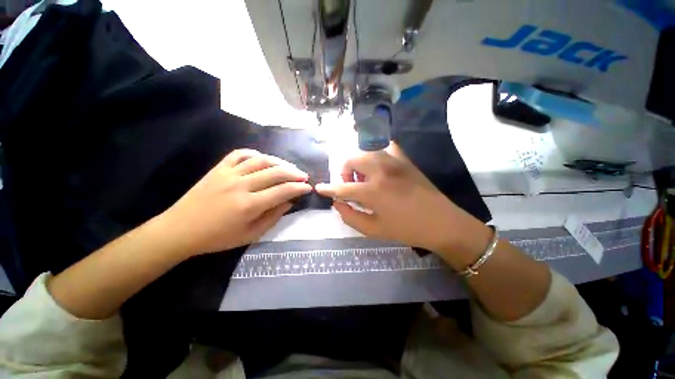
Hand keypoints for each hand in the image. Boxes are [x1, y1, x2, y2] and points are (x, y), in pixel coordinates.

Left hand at [158, 149, 311, 255]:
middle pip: (275, 172)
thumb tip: (289, 202)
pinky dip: (255, 154)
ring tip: (289, 168)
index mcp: (249, 205)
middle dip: (294, 173)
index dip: (299, 188)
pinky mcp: (218, 169)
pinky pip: (239, 154)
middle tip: (304, 176)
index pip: (283, 191)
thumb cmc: (218, 238)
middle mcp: (241, 186)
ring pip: (261, 160)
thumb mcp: (251, 235)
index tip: (308, 188)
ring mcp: (228, 174)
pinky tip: (263, 159)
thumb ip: (273, 217)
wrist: (180, 230)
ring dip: (279, 162)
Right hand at [316, 144, 489, 259]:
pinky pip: (386, 147)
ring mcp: (394, 161)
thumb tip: (337, 203)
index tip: (319, 188)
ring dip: (359, 163)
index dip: (328, 188)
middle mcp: (381, 171)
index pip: (342, 188)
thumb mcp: (373, 230)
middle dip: (345, 171)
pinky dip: (377, 154)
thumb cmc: (406, 229)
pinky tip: (380, 166)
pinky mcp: (405, 159)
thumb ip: (350, 216)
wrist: (441, 222)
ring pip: (366, 151)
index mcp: (372, 191)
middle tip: (350, 185)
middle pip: (351, 160)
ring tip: (365, 177)